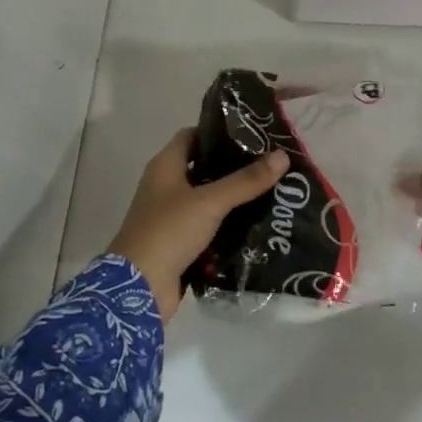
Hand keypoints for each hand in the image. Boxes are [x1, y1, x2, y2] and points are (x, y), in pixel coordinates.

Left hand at [107, 129, 287, 321]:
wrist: (138, 289)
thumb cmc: (169, 232)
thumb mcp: (210, 202)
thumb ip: (246, 180)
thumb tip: (283, 156)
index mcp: (165, 167)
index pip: (192, 136)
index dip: (219, 132)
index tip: (252, 135)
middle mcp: (165, 187)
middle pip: (203, 168)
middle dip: (234, 167)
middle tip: (270, 165)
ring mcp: (170, 217)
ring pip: (208, 200)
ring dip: (234, 199)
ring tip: (271, 192)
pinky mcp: (179, 244)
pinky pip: (208, 228)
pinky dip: (228, 226)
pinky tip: (256, 225)